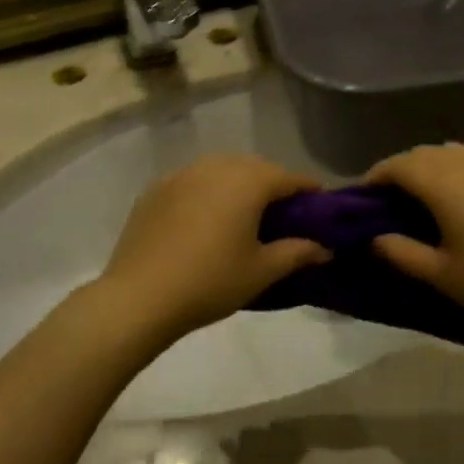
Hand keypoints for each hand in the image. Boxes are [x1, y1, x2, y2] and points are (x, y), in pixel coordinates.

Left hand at [96, 155, 329, 344]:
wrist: (139, 296)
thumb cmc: (211, 281)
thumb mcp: (261, 271)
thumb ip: (297, 253)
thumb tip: (324, 248)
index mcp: (247, 181)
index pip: (288, 177)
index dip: (308, 189)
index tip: (320, 203)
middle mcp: (216, 167)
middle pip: (254, 167)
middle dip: (272, 183)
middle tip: (283, 212)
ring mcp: (181, 175)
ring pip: (221, 169)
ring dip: (238, 183)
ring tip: (243, 211)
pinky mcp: (155, 190)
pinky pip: (192, 181)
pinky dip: (207, 191)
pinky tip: (205, 216)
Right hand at [366, 144, 463, 340]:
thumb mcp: (440, 274)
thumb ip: (400, 253)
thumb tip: (374, 239)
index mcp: (443, 183)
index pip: (398, 165)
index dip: (375, 176)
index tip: (360, 197)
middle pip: (422, 154)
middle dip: (399, 170)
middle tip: (386, 201)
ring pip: (449, 152)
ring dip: (428, 166)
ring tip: (419, 197)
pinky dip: (454, 169)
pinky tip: (458, 198)